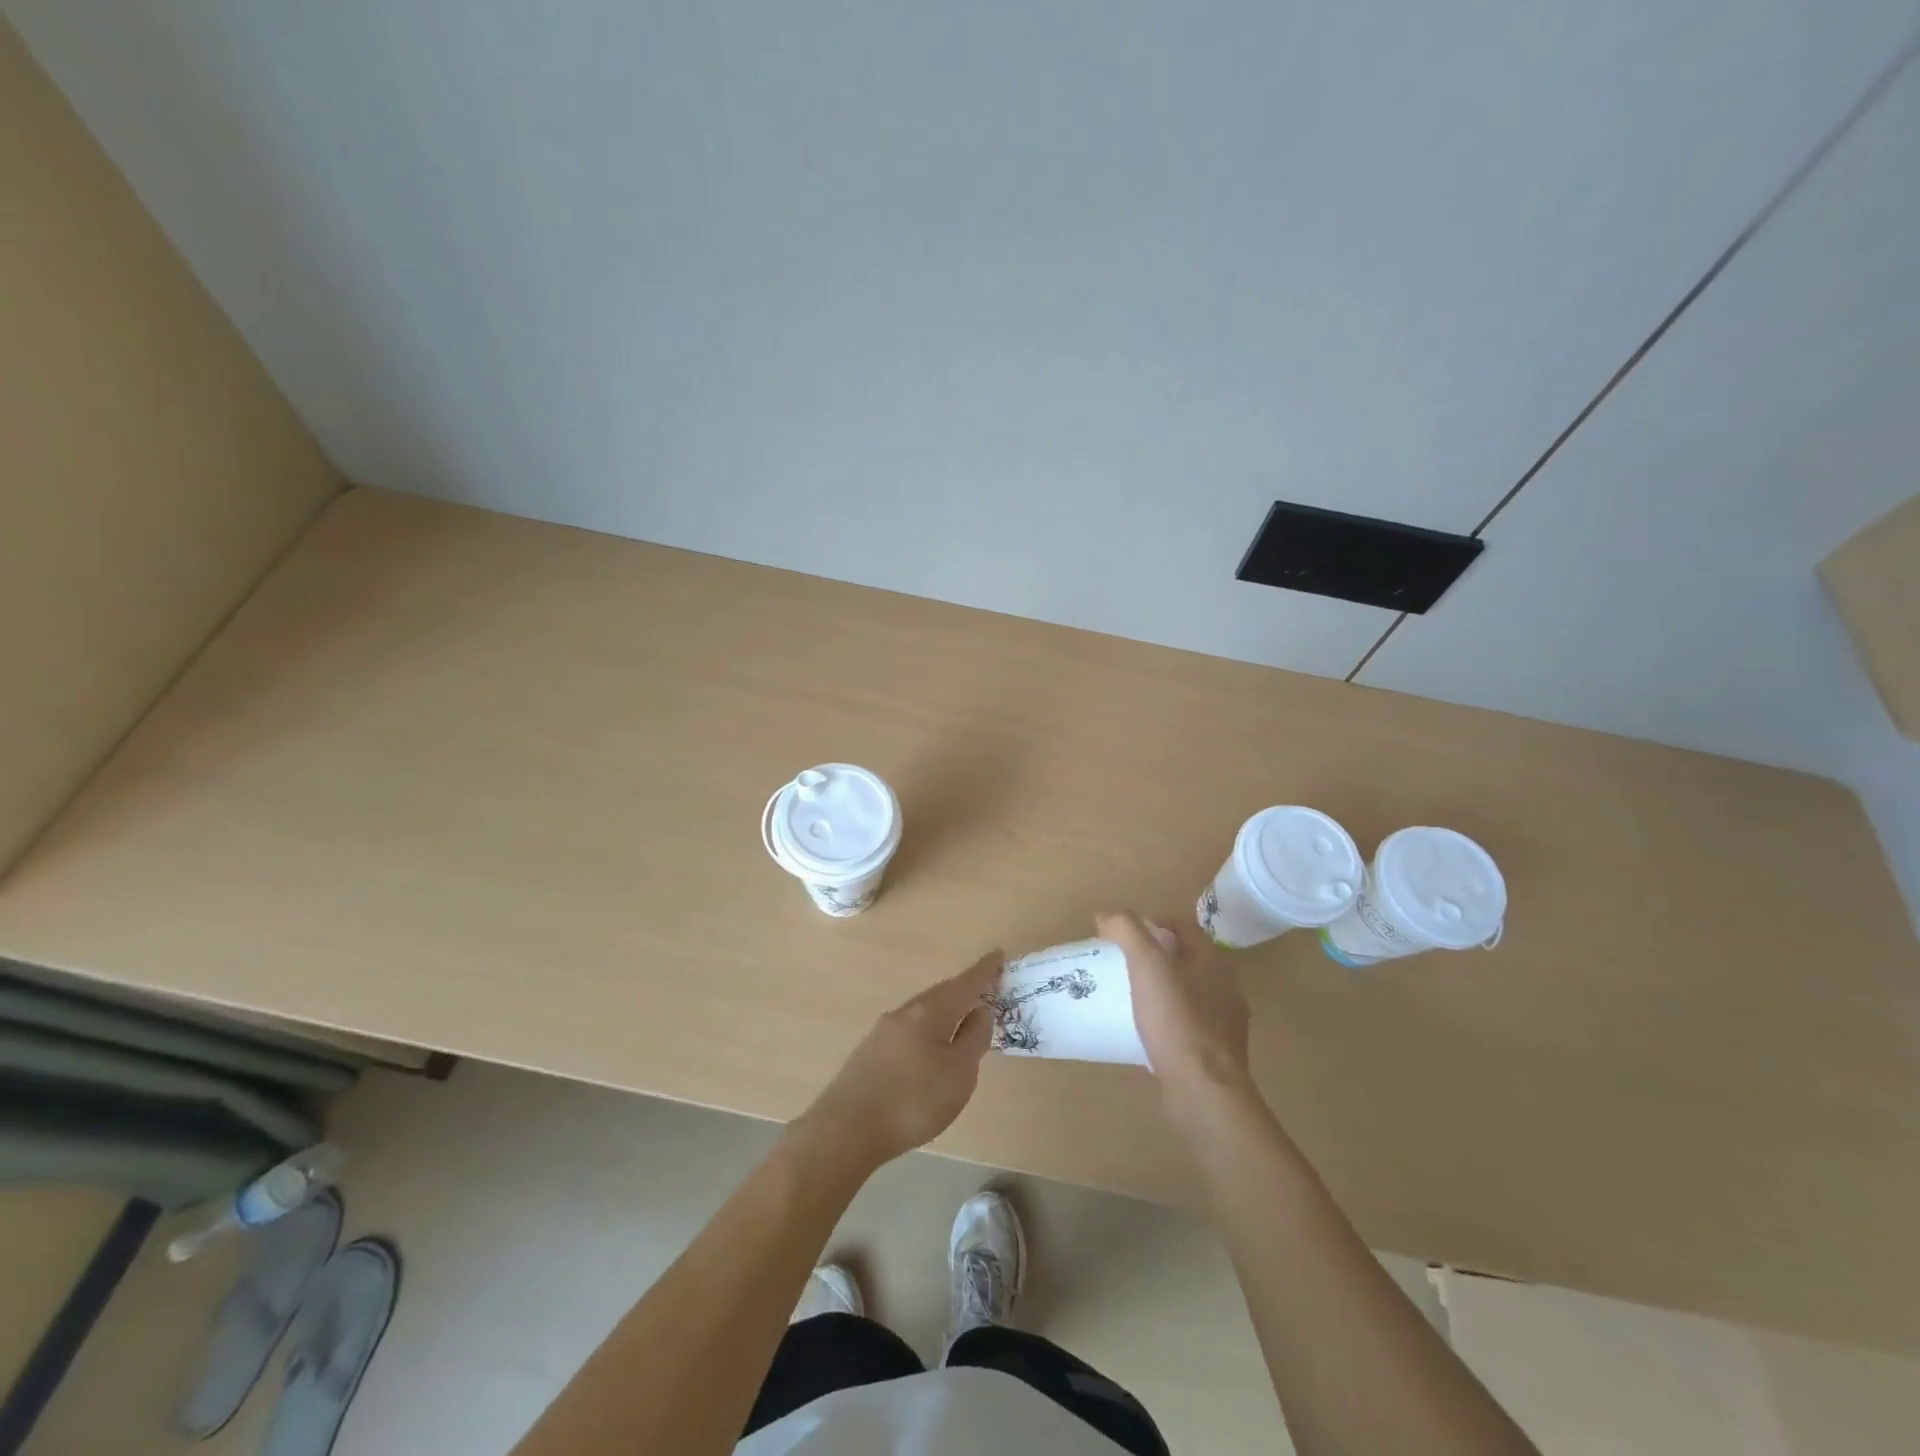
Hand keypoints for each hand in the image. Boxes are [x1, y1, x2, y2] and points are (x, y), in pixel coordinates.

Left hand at [799, 951, 1002, 1172]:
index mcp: (930, 1011)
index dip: (984, 971)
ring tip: (960, 1018)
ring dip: (944, 1010)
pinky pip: (908, 1029)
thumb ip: (974, 1039)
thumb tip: (982, 1010)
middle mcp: (905, 1012)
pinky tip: (928, 1047)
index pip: (965, 984)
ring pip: (922, 1012)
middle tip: (984, 989)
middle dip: (963, 990)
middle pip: (941, 994)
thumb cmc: (913, 1100)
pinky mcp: (870, 1051)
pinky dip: (927, 1029)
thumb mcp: (958, 1074)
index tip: (998, 955)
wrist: (846, 1129)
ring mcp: (883, 1031)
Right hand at [1098, 911, 1251, 1100]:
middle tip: (1119, 962)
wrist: (1203, 1091)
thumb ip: (1127, 931)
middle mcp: (1225, 986)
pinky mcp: (1215, 1052)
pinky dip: (1164, 1018)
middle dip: (1154, 954)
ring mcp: (1223, 1022)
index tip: (1121, 934)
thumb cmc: (1177, 1021)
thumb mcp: (1147, 965)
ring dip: (1159, 987)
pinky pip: (1185, 1023)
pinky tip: (1142, 1029)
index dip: (1152, 921)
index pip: (1183, 925)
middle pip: (1185, 957)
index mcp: (1214, 959)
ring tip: (1126, 994)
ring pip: (1186, 991)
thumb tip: (1106, 915)